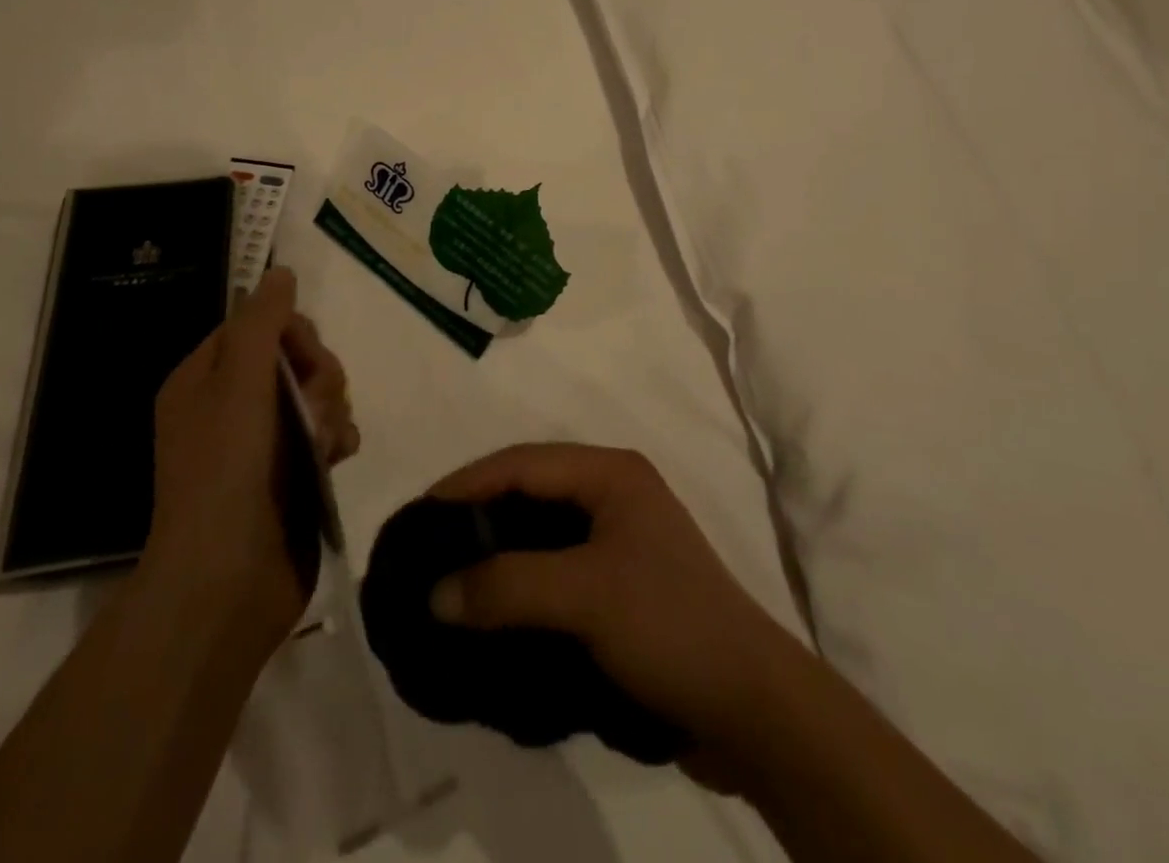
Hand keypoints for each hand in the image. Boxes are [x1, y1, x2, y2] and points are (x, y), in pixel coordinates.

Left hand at [144, 268, 358, 649]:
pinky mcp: (292, 473)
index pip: (260, 325)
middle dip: (319, 376)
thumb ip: (263, 322)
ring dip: (331, 408)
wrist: (227, 580)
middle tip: (316, 406)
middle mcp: (231, 405)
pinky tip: (339, 456)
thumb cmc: (226, 471)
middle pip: (296, 358)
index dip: (292, 334)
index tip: (305, 359)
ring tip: (327, 442)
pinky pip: (327, 431)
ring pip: (318, 394)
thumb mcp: (240, 383)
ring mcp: (263, 442)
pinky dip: (337, 437)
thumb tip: (280, 271)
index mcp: (205, 378)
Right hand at [425, 443, 812, 788]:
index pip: (522, 462)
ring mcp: (619, 539)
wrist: (750, 706)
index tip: (418, 515)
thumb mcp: (585, 596)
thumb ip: (507, 586)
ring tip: (448, 579)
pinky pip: (555, 569)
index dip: (468, 483)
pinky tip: (491, 609)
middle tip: (427, 547)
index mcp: (611, 473)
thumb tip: (435, 592)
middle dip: (477, 515)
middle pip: (529, 490)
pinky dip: (520, 583)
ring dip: (497, 553)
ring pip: (540, 532)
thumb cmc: (667, 625)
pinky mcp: (620, 584)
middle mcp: (614, 493)